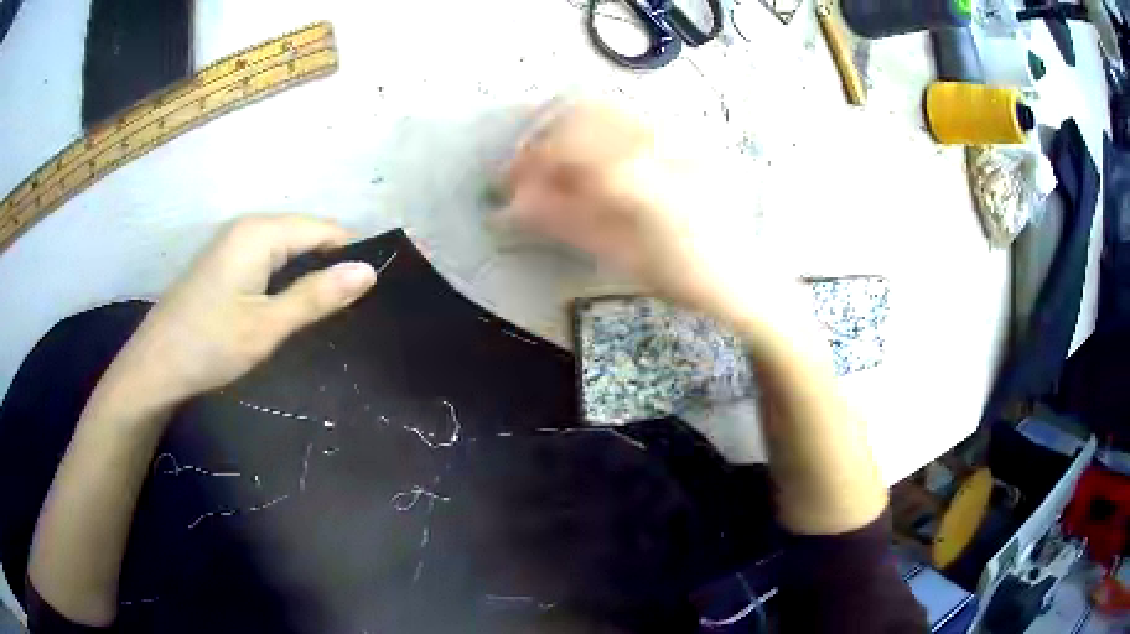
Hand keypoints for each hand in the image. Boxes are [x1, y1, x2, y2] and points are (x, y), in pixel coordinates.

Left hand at [108, 215, 375, 409]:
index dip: (350, 256)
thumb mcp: (267, 326)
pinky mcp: (223, 263)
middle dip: (329, 265)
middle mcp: (247, 227)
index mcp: (260, 232)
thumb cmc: (210, 345)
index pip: (324, 229)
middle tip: (349, 311)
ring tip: (325, 312)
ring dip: (307, 275)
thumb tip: (369, 271)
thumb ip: (317, 296)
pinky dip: (284, 279)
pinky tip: (288, 308)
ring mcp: (232, 244)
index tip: (371, 294)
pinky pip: (267, 259)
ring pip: (286, 249)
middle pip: (305, 235)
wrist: (155, 366)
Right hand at [500, 101, 804, 336]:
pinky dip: (599, 128)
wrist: (743, 276)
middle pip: (583, 114)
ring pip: (608, 107)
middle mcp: (660, 143)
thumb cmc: (683, 277)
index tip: (508, 184)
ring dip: (570, 127)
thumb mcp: (619, 255)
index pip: (567, 149)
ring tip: (556, 162)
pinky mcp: (687, 138)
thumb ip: (564, 222)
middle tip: (528, 170)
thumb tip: (513, 205)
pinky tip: (592, 158)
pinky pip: (632, 117)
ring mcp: (678, 135)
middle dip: (546, 137)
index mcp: (642, 179)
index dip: (528, 164)